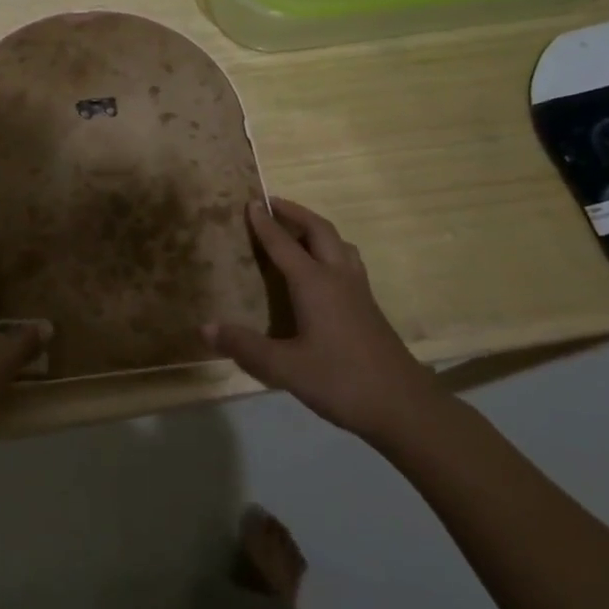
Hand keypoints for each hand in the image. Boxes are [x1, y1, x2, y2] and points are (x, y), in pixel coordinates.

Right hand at [204, 198, 444, 442]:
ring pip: (340, 244)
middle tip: (273, 204)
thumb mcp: (285, 368)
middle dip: (295, 213)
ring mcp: (359, 292)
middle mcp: (338, 278)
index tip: (251, 202)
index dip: (265, 224)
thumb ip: (245, 346)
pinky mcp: (369, 308)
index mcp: (314, 284)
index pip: (284, 244)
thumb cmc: (341, 381)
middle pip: (319, 231)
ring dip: (317, 230)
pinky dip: (331, 250)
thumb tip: (205, 328)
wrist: (404, 407)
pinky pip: (348, 262)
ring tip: (299, 231)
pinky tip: (324, 272)